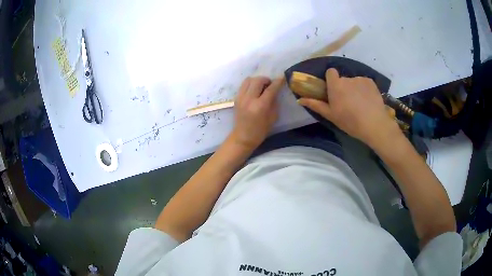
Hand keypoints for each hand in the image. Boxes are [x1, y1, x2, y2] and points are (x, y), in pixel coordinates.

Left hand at [230, 76, 284, 149]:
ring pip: (249, 80)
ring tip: (262, 87)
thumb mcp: (273, 118)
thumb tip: (275, 91)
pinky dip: (250, 84)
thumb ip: (274, 102)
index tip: (282, 78)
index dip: (278, 82)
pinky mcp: (236, 98)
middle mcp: (249, 99)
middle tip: (270, 85)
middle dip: (266, 80)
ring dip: (257, 80)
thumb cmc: (260, 130)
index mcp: (260, 106)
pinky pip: (244, 85)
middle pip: (258, 80)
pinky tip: (254, 90)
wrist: (243, 137)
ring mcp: (241, 98)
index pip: (270, 89)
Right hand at [298, 68, 398, 147]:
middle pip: (343, 79)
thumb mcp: (331, 115)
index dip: (332, 79)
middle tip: (348, 103)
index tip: (334, 90)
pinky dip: (365, 89)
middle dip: (344, 87)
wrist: (374, 124)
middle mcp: (347, 78)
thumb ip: (316, 105)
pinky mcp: (371, 82)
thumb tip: (299, 100)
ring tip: (360, 104)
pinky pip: (364, 82)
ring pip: (354, 81)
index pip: (331, 72)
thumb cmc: (350, 121)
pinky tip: (368, 101)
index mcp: (336, 85)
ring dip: (355, 89)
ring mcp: (360, 79)